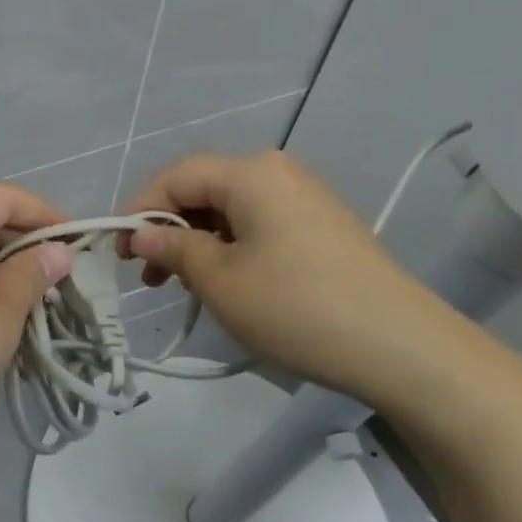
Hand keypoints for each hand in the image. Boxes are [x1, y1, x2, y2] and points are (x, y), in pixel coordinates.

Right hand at [123, 151, 468, 403]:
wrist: (403, 348)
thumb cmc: (297, 307)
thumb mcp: (219, 280)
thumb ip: (172, 248)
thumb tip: (140, 234)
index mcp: (250, 173)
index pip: (175, 176)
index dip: (138, 209)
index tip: (118, 252)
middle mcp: (277, 173)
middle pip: (202, 189)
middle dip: (167, 229)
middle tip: (148, 277)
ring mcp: (304, 198)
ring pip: (229, 210)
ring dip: (196, 242)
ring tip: (181, 287)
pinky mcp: (322, 226)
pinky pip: (258, 225)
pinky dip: (229, 248)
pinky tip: (224, 283)